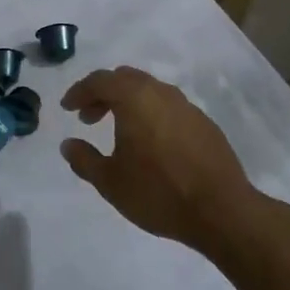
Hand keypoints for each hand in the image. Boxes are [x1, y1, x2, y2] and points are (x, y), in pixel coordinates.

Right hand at [58, 67, 256, 253]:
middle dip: (103, 93)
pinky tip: (150, 143)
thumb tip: (68, 144)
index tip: (67, 108)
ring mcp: (187, 106)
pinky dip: (151, 114)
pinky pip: (169, 107)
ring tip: (119, 130)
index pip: (100, 81)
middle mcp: (161, 93)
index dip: (79, 92)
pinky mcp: (205, 123)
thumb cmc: (158, 192)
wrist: (222, 211)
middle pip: (125, 78)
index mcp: (134, 98)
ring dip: (128, 103)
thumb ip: (84, 159)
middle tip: (89, 117)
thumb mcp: (110, 181)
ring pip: (150, 91)